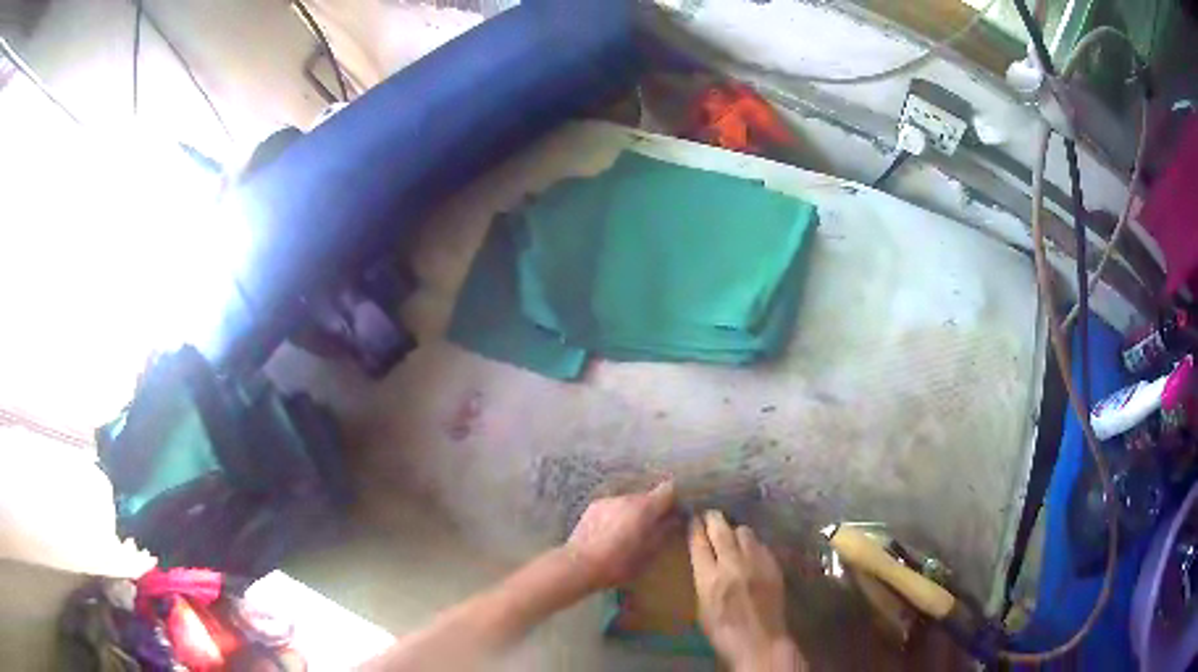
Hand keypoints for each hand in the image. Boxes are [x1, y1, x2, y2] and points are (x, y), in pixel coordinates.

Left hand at [565, 480, 676, 588]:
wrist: (578, 565)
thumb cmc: (617, 563)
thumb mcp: (648, 554)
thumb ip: (664, 533)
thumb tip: (676, 519)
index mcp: (644, 508)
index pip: (668, 490)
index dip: (676, 497)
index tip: (680, 508)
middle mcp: (626, 498)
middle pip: (648, 496)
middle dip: (654, 508)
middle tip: (657, 525)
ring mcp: (607, 500)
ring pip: (629, 502)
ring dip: (635, 512)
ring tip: (632, 531)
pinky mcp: (593, 507)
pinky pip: (614, 507)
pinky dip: (619, 515)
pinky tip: (613, 531)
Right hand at [690, 511, 804, 670]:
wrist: (760, 641)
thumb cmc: (723, 631)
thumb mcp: (702, 607)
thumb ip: (703, 579)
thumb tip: (703, 560)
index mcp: (709, 579)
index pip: (699, 544)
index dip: (695, 529)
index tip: (693, 519)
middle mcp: (733, 565)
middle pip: (721, 531)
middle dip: (713, 519)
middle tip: (709, 514)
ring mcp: (756, 563)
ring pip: (744, 532)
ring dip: (734, 530)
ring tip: (731, 532)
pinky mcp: (773, 565)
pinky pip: (761, 544)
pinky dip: (752, 543)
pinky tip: (750, 549)